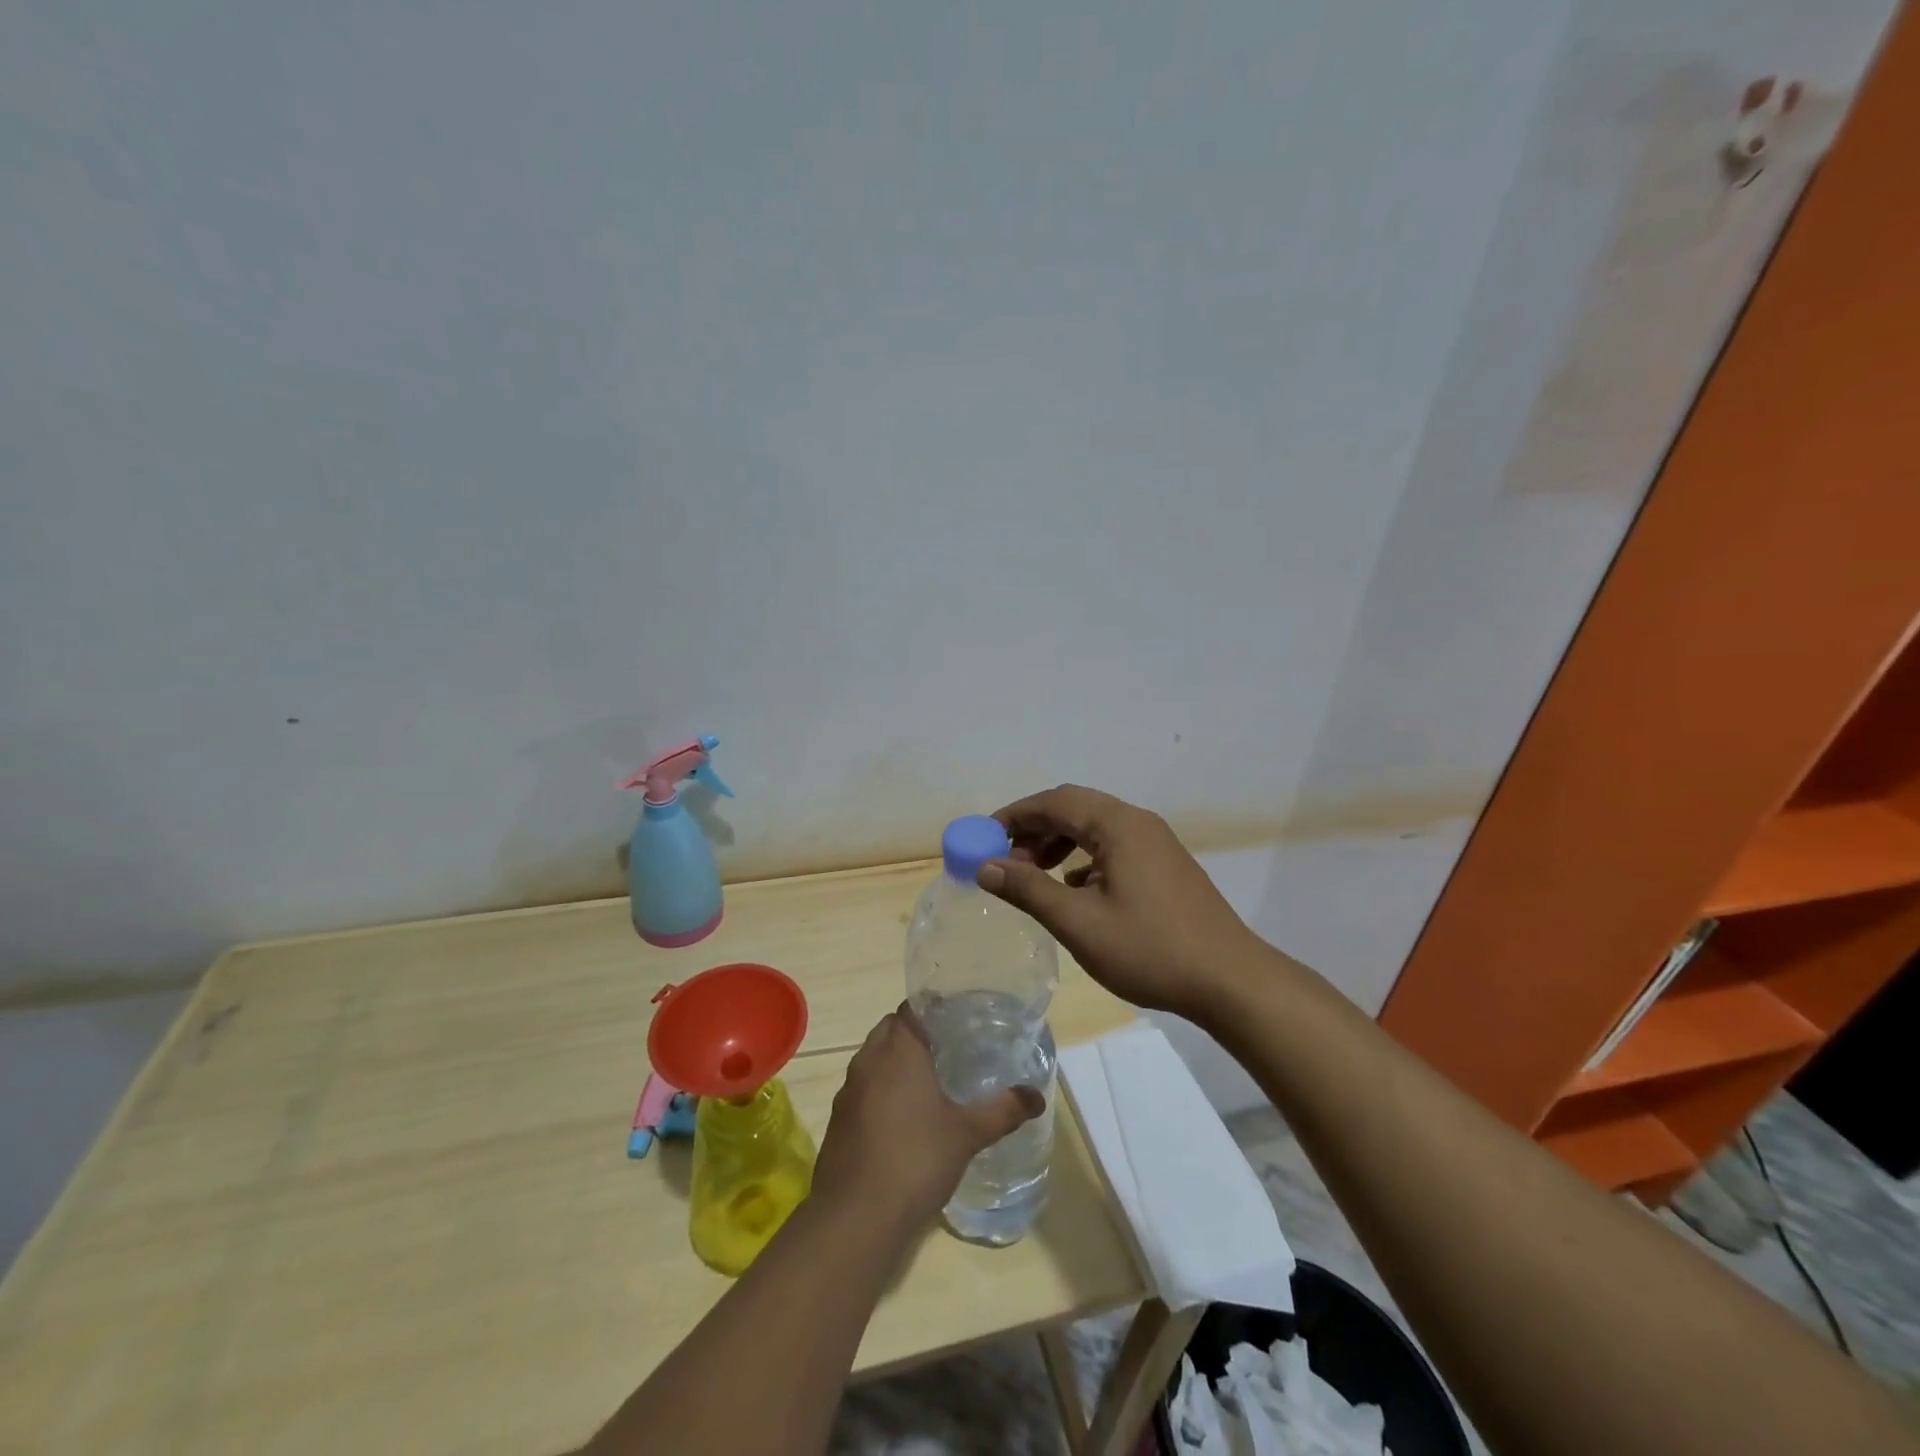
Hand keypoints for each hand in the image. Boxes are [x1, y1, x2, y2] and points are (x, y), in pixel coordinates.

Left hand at [812, 1004, 1044, 1229]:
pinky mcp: (839, 1119)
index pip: (910, 1008)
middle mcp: (869, 1060)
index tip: (957, 1018)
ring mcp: (849, 1090)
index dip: (932, 1008)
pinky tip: (902, 1117)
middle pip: (890, 1029)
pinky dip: (880, 1090)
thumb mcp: (967, 1134)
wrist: (856, 1216)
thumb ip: (1003, 1110)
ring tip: (928, 1081)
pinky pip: (863, 1088)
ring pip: (873, 1058)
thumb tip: (1037, 1096)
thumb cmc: (916, 1160)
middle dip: (915, 1033)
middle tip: (948, 1048)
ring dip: (895, 1061)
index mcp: (899, 1051)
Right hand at [977, 784, 1265, 1019]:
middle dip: (1036, 828)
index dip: (1015, 815)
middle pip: (1076, 808)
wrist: (1230, 980)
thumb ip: (1029, 890)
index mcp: (1118, 825)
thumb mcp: (1079, 923)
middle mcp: (1138, 822)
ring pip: (1096, 827)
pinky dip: (1085, 858)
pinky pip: (1115, 847)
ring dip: (1060, 843)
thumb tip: (985, 866)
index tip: (984, 837)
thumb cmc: (1150, 949)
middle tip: (1006, 858)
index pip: (1055, 802)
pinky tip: (1074, 890)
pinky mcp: (1166, 865)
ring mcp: (1157, 843)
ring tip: (1034, 874)